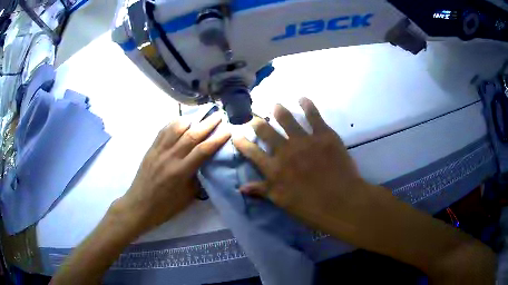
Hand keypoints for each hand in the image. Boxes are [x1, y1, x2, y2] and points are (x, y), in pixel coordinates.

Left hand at [119, 113, 229, 232]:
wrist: (140, 206)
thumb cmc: (165, 206)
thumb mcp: (187, 197)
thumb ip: (197, 178)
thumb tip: (205, 165)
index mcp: (181, 172)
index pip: (203, 150)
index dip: (217, 139)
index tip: (228, 130)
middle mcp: (170, 157)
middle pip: (192, 135)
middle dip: (208, 123)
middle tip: (219, 114)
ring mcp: (159, 151)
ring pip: (176, 128)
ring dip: (191, 119)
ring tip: (200, 115)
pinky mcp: (151, 149)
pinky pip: (163, 131)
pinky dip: (173, 123)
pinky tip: (180, 121)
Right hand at [233, 98, 369, 233]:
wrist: (341, 201)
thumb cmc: (310, 207)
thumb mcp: (282, 202)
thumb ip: (262, 191)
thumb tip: (241, 188)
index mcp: (274, 169)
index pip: (252, 152)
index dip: (242, 142)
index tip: (236, 133)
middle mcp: (285, 151)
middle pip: (266, 131)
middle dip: (256, 122)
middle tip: (253, 116)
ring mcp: (304, 140)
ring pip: (286, 119)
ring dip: (278, 110)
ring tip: (275, 105)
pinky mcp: (324, 134)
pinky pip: (313, 115)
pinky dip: (307, 105)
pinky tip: (302, 98)